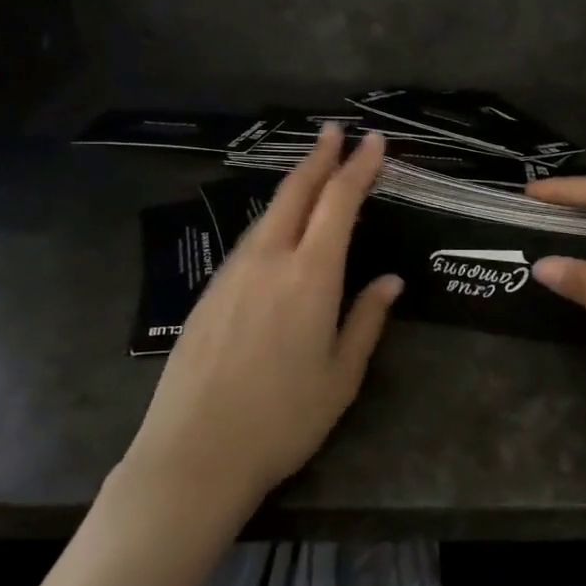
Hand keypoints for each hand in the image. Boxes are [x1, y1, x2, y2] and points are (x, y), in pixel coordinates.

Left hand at [122, 126, 401, 516]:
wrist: (195, 453)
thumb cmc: (283, 420)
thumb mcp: (341, 376)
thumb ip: (366, 320)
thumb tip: (391, 281)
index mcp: (310, 276)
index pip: (339, 203)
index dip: (358, 168)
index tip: (373, 141)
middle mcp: (269, 260)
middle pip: (295, 192)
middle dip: (319, 157)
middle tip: (335, 132)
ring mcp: (232, 273)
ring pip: (268, 214)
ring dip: (293, 186)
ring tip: (312, 173)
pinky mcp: (208, 292)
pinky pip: (248, 241)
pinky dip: (271, 220)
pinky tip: (277, 231)